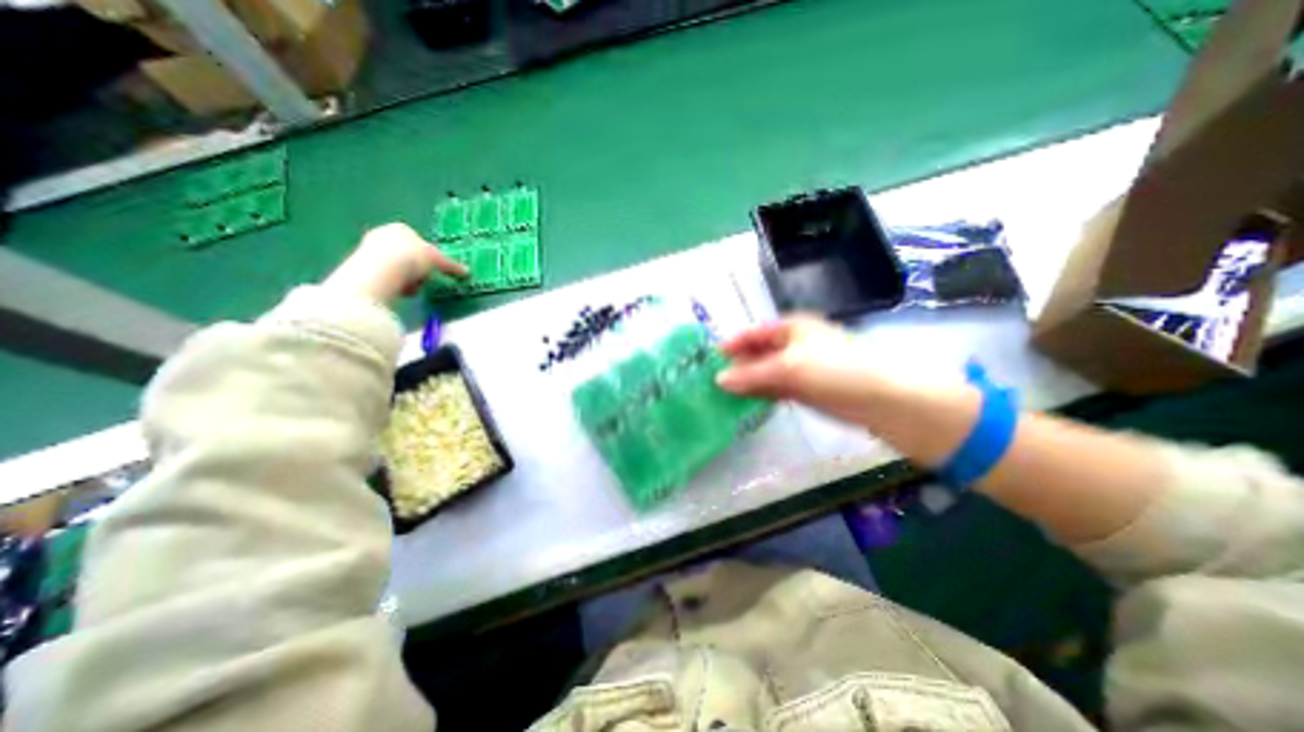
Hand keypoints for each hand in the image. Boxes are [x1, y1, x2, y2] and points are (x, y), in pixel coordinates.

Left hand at [324, 224, 469, 302]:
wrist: (382, 271)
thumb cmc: (412, 258)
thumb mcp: (438, 260)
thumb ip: (452, 266)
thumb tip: (466, 272)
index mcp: (400, 229)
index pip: (419, 242)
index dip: (429, 257)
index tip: (434, 269)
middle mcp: (382, 235)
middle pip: (408, 256)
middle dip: (417, 270)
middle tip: (424, 281)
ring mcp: (368, 251)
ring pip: (398, 269)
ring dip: (408, 281)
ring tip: (411, 289)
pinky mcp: (361, 268)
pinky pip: (387, 279)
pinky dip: (395, 286)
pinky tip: (399, 292)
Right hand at [719, 313, 902, 422]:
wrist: (884, 399)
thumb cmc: (835, 369)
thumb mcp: (788, 367)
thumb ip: (752, 374)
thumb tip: (718, 380)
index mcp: (790, 328)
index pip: (752, 333)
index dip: (731, 345)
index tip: (709, 360)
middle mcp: (792, 345)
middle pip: (757, 354)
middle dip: (736, 366)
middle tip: (711, 383)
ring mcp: (799, 369)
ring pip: (765, 374)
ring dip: (746, 383)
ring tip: (721, 396)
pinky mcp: (806, 390)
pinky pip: (776, 390)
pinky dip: (761, 395)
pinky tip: (745, 404)